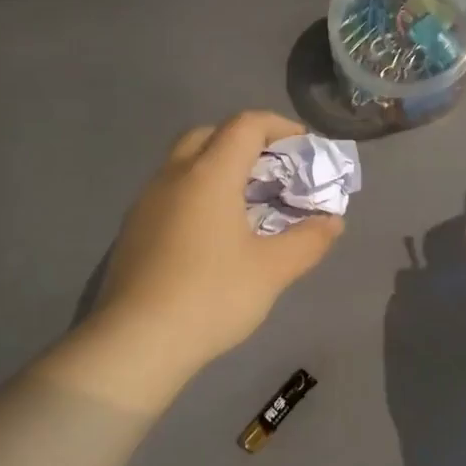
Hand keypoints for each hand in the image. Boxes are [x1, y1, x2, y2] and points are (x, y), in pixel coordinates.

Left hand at [94, 110, 344, 372]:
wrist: (137, 340)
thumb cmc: (212, 296)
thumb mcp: (271, 270)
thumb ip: (308, 241)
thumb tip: (332, 222)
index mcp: (209, 174)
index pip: (245, 125)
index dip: (279, 127)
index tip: (303, 148)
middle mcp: (173, 176)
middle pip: (209, 135)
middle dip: (245, 142)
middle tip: (272, 173)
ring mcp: (146, 202)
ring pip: (184, 163)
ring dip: (217, 168)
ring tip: (246, 203)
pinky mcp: (133, 229)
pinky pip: (170, 192)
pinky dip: (196, 194)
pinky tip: (211, 233)